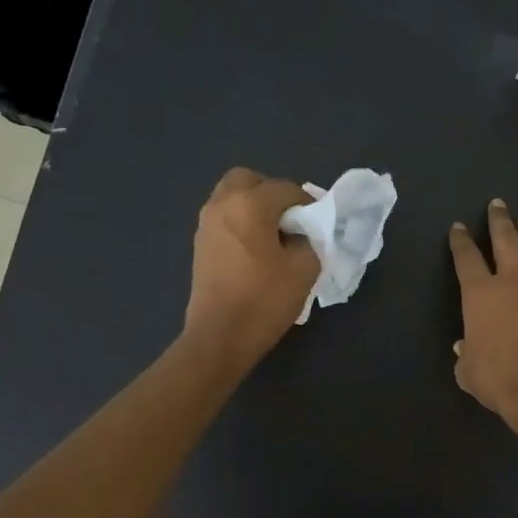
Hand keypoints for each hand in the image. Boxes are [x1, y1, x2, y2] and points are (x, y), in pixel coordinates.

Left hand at [183, 168, 319, 367]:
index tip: (318, 225)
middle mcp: (222, 204)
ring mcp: (206, 223)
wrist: (220, 337)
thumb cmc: (265, 300)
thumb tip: (299, 234)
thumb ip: (309, 240)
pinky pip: (224, 217)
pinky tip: (256, 251)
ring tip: (274, 237)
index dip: (307, 204)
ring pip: (232, 197)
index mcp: (249, 204)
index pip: (286, 189)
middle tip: (290, 221)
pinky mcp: (200, 244)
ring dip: (254, 207)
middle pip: (249, 180)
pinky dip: (241, 222)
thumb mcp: (305, 269)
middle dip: (272, 194)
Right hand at [449, 199, 517, 435]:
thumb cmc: (498, 378)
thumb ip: (466, 354)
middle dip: (499, 220)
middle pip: (505, 240)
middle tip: (498, 204)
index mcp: (480, 294)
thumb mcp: (467, 370)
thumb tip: (466, 347)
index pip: (466, 258)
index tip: (459, 227)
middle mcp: (513, 282)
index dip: (461, 241)